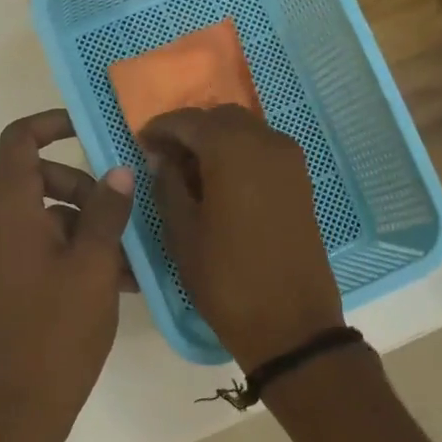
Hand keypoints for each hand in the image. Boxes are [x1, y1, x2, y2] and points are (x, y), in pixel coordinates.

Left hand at [0, 110, 135, 423]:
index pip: (19, 142)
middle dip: (86, 187)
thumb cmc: (58, 328)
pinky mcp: (14, 282)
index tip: (91, 129)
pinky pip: (48, 248)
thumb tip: (119, 171)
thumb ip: (107, 211)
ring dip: (91, 226)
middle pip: (40, 179)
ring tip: (133, 257)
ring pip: (50, 217)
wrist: (22, 403)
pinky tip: (121, 280)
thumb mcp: (94, 264)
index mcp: (10, 211)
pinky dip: (80, 252)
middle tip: (124, 212)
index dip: (51, 124)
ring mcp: (4, 256)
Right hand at [141, 106, 344, 370]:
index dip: (161, 128)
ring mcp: (290, 161)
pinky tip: (220, 184)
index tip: (141, 143)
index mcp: (233, 150)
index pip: (189, 120)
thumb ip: (168, 185)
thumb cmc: (226, 279)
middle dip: (191, 131)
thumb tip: (163, 159)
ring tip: (190, 173)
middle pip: (221, 118)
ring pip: (245, 131)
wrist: (290, 323)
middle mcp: (266, 143)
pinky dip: (239, 155)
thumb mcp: (182, 233)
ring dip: (216, 142)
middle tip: (165, 158)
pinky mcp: (301, 181)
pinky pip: (263, 151)